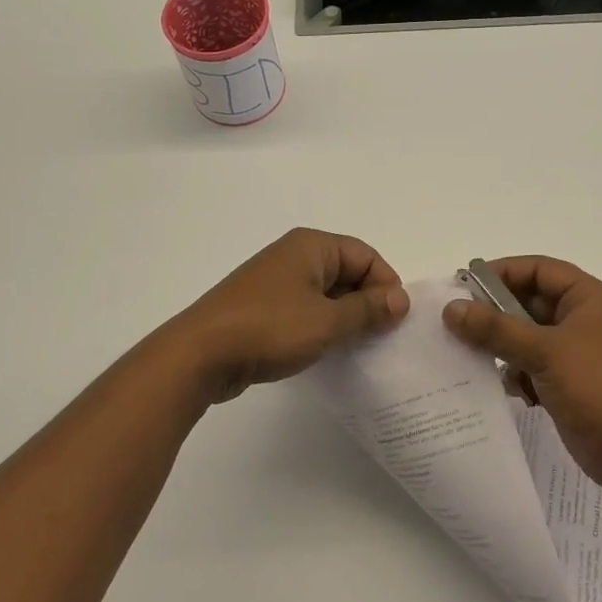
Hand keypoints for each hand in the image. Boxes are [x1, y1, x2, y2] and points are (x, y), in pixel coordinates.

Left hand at [174, 229, 409, 401]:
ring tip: (356, 347)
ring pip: (325, 293)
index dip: (385, 284)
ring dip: (344, 317)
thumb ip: (367, 310)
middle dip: (366, 301)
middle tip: (380, 336)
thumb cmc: (269, 328)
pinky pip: (304, 309)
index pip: (365, 255)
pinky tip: (326, 351)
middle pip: (346, 271)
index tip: (394, 320)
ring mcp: (275, 282)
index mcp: (311, 246)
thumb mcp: (327, 321)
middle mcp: (293, 256)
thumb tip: (401, 299)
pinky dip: (320, 325)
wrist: (200, 355)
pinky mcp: (262, 307)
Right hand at [442, 257, 601, 494]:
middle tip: (456, 323)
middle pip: (528, 301)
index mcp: (586, 298)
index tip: (465, 286)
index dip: (501, 272)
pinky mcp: (566, 381)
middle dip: (495, 313)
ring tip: (472, 356)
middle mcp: (580, 318)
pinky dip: (515, 372)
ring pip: (525, 335)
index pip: (537, 269)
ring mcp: (573, 351)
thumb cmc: (597, 388)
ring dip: (501, 345)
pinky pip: (530, 364)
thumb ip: (496, 328)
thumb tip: (452, 308)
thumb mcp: (544, 351)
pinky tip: (506, 388)